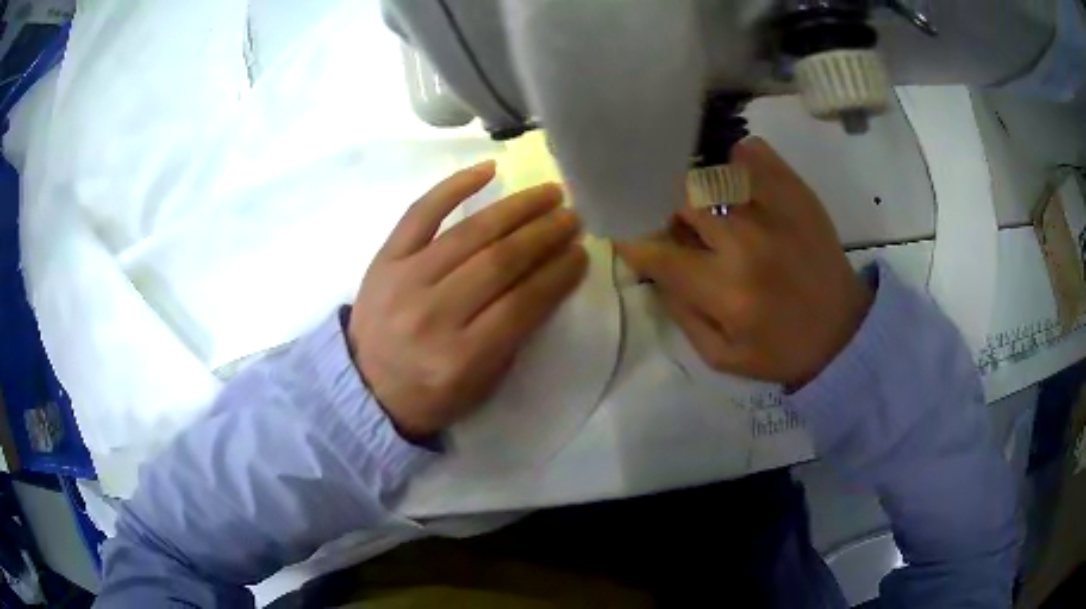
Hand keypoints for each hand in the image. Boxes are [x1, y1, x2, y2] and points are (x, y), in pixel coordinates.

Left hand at [348, 161, 587, 438]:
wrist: (365, 387)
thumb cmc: (430, 393)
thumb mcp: (481, 384)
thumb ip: (514, 335)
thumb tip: (548, 278)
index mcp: (460, 358)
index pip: (522, 304)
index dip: (558, 275)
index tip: (582, 254)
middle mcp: (432, 315)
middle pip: (499, 262)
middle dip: (545, 235)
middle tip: (573, 217)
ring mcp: (404, 281)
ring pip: (469, 233)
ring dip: (516, 209)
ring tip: (549, 194)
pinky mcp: (384, 259)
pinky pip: (420, 212)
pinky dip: (454, 187)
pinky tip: (489, 169)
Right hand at [616, 138, 871, 388]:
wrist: (844, 332)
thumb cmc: (781, 350)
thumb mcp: (722, 357)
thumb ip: (680, 314)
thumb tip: (655, 270)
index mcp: (727, 291)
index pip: (660, 253)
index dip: (635, 242)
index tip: (628, 238)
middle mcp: (747, 242)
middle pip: (682, 199)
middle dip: (669, 213)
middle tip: (680, 229)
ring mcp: (775, 209)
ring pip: (712, 172)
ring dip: (700, 189)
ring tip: (711, 208)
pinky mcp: (796, 192)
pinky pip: (753, 152)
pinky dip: (736, 161)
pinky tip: (738, 184)